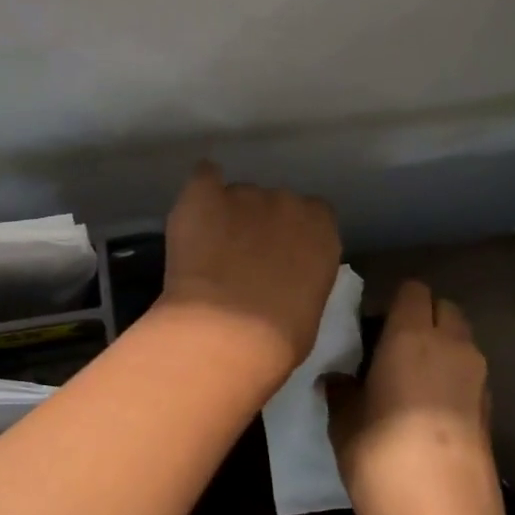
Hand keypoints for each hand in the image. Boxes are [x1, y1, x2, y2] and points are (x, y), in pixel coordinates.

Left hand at [157, 162, 341, 378]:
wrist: (229, 333)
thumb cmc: (279, 337)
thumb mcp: (308, 305)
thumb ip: (301, 275)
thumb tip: (283, 278)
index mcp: (320, 228)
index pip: (313, 213)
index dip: (292, 233)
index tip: (279, 255)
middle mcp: (286, 201)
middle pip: (272, 202)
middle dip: (258, 224)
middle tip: (240, 258)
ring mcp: (244, 194)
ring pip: (235, 196)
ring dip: (226, 216)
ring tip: (208, 251)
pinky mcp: (203, 195)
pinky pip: (203, 177)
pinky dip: (200, 191)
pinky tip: (194, 211)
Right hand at [327, 280, 514, 514]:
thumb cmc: (381, 460)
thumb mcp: (344, 423)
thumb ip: (341, 390)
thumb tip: (338, 379)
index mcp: (412, 336)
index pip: (413, 290)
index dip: (393, 301)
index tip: (369, 326)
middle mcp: (453, 347)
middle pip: (445, 309)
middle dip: (421, 318)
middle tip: (387, 348)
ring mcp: (478, 380)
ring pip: (460, 342)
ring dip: (437, 348)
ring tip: (403, 381)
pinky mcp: (491, 413)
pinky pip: (468, 376)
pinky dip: (449, 379)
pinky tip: (423, 412)